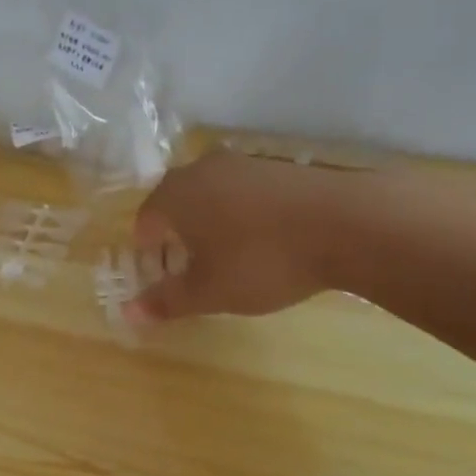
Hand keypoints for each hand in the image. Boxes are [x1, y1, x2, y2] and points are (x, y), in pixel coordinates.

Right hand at [125, 153, 354, 322]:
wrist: (346, 223)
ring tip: (230, 259)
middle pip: (176, 203)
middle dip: (178, 238)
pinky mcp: (280, 166)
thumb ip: (167, 301)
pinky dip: (243, 215)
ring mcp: (245, 162)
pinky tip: (265, 241)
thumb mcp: (210, 291)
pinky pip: (245, 192)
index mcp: (176, 194)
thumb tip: (128, 313)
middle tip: (192, 271)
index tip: (163, 279)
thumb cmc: (262, 260)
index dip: (148, 254)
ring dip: (211, 225)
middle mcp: (204, 168)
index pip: (145, 221)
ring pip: (212, 195)